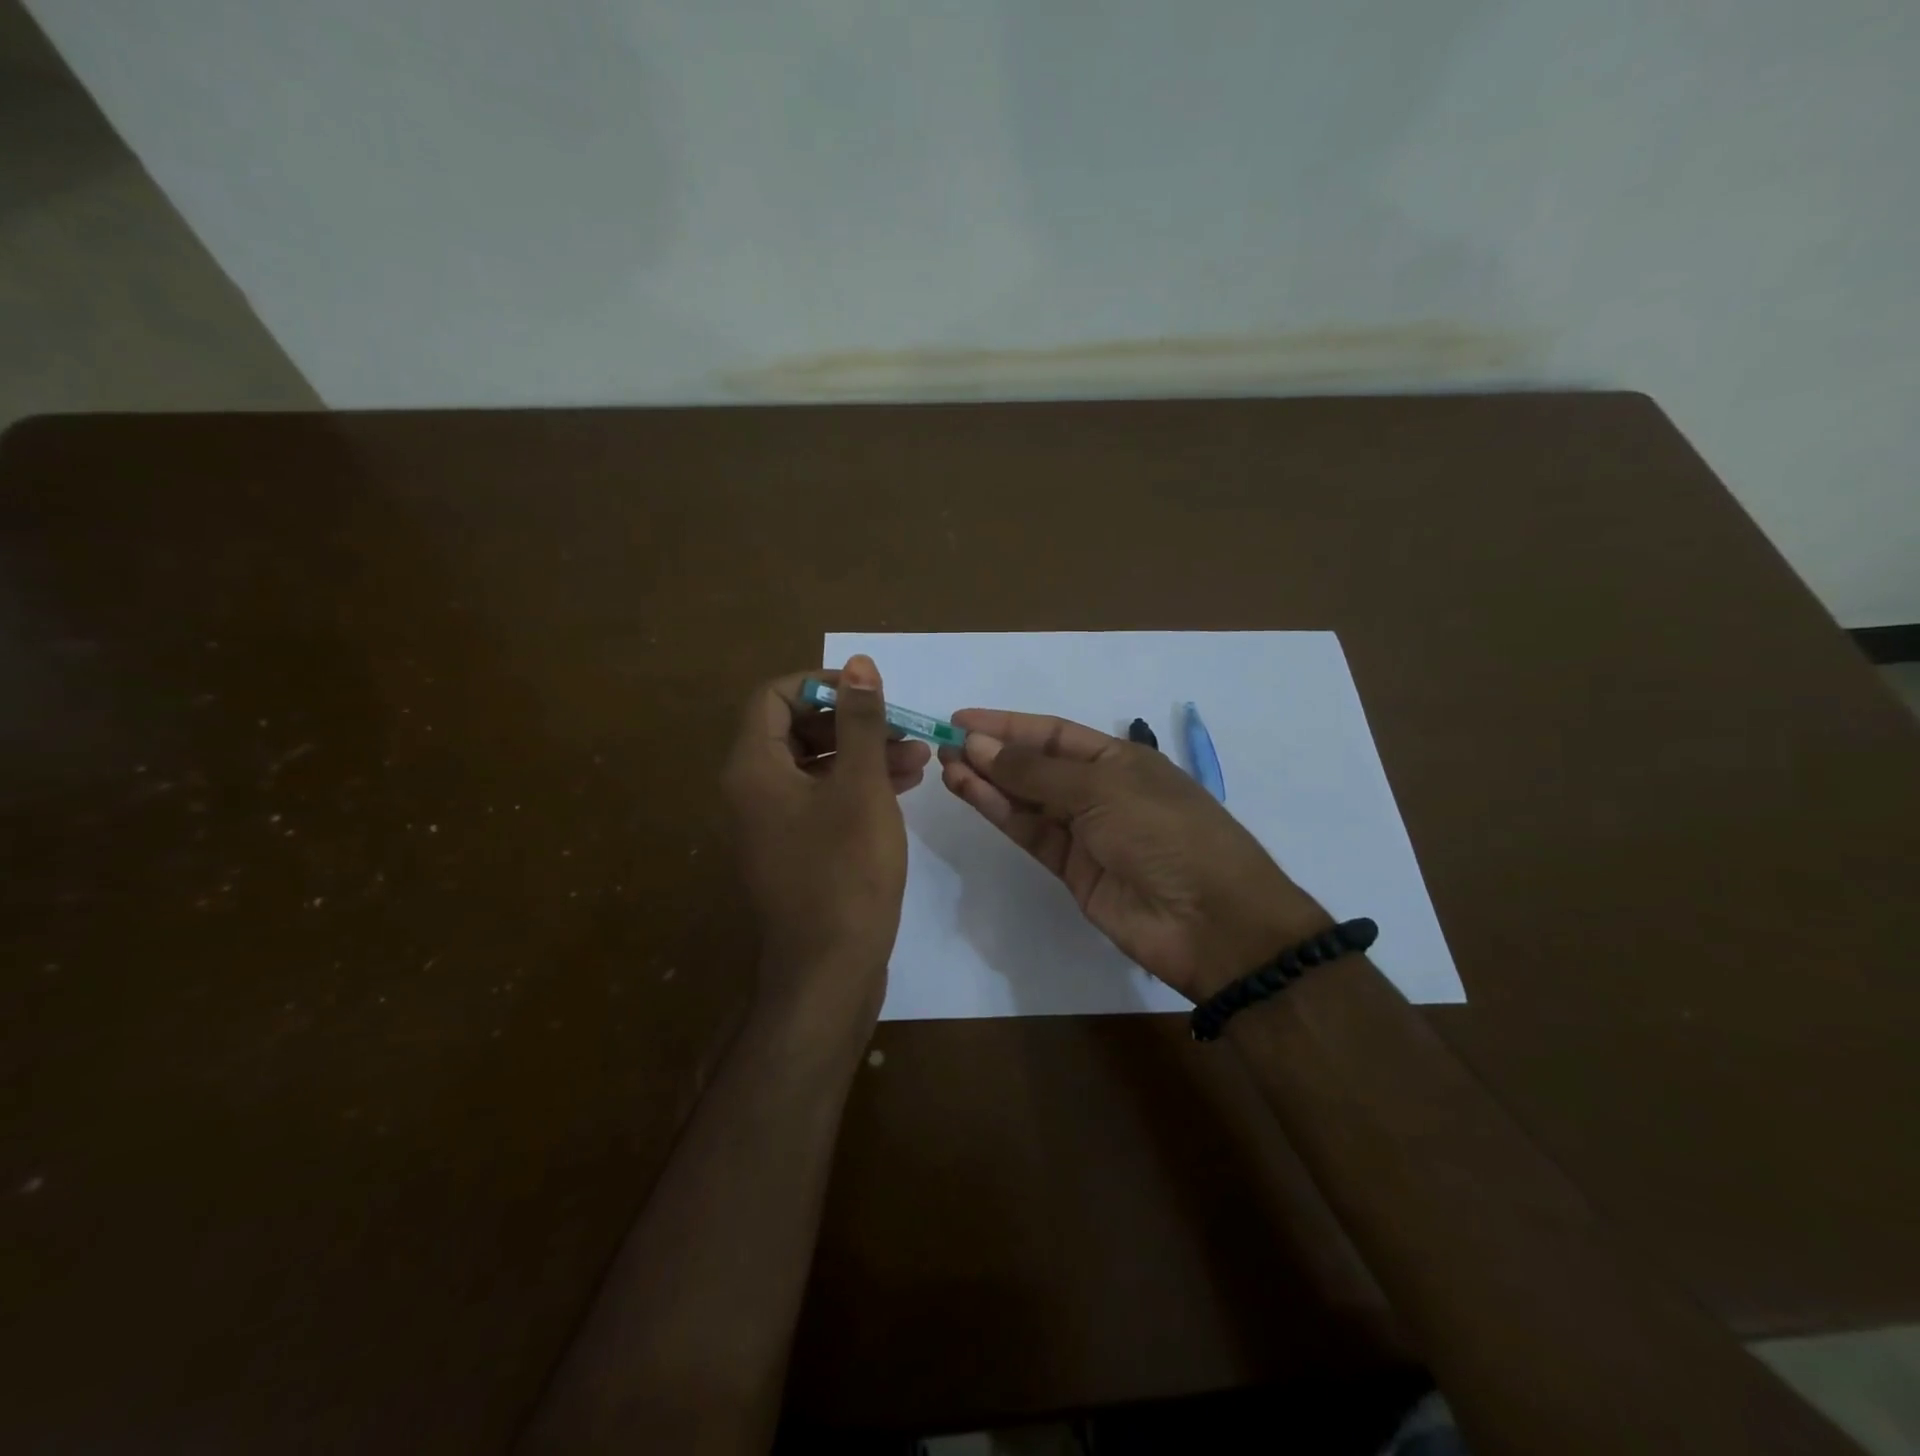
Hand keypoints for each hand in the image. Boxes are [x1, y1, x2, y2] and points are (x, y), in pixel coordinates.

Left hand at [723, 657, 929, 1019]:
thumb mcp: (860, 788)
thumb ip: (860, 723)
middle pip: (795, 728)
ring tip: (919, 755)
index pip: (775, 696)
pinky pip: (822, 798)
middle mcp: (753, 790)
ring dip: (863, 753)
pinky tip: (904, 785)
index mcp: (753, 768)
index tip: (870, 693)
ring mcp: (773, 823)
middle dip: (852, 721)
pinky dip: (857, 785)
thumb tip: (859, 664)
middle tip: (902, 727)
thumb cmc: (844, 872)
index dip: (823, 685)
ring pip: (815, 765)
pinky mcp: (796, 849)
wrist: (828, 971)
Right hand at [939, 711, 1328, 1001]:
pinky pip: (1030, 833)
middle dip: (992, 753)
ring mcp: (1086, 833)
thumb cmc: (1164, 833)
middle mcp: (1100, 791)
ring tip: (946, 765)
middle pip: (1036, 766)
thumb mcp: (1101, 789)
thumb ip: (1035, 772)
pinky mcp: (1073, 870)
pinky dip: (999, 813)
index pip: (1053, 733)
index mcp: (1119, 759)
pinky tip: (969, 792)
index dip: (1008, 725)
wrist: (1209, 921)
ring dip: (988, 782)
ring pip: (1027, 801)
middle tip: (943, 745)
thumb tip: (978, 744)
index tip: (961, 719)